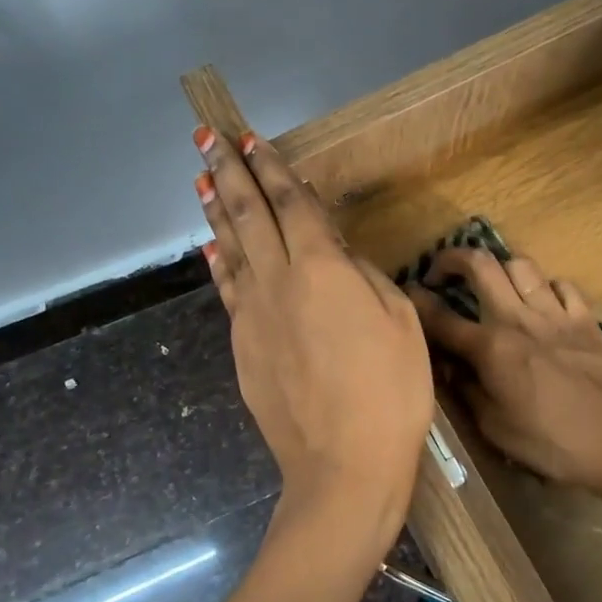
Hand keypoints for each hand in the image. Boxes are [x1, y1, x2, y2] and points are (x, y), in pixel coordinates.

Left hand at [194, 127, 433, 563]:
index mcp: (322, 268)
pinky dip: (218, 263)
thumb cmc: (390, 391)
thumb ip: (365, 278)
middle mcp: (278, 280)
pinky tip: (211, 249)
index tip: (251, 140)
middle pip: (250, 215)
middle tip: (207, 138)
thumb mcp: (400, 323)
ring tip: (202, 180)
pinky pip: (228, 291)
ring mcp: (253, 315)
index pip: (293, 204)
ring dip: (216, 210)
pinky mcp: (242, 347)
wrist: (343, 464)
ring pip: (229, 249)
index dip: (273, 169)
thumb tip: (338, 257)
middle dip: (230, 173)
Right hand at [407, 248, 601, 498]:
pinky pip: (562, 285)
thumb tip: (448, 367)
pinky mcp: (586, 320)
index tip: (405, 294)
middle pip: (481, 265)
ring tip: (492, 284)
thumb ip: (467, 391)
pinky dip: (546, 286)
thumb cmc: (554, 443)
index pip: (442, 317)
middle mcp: (519, 318)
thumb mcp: (496, 428)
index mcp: (492, 347)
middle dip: (452, 258)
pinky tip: (542, 302)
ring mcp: (556, 314)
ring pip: (522, 265)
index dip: (417, 303)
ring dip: (499, 267)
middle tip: (440, 271)